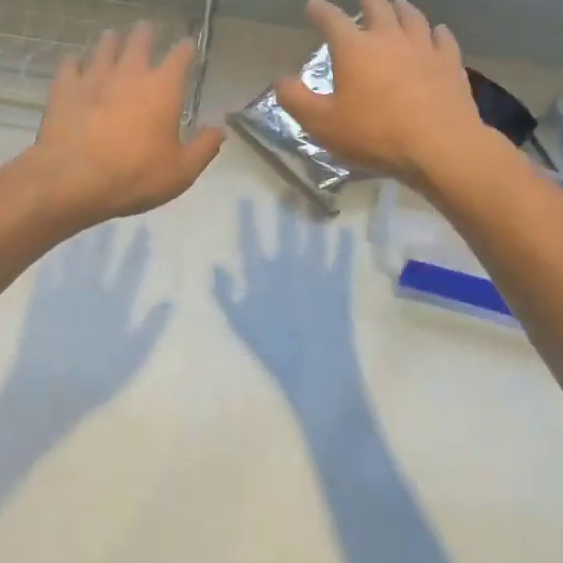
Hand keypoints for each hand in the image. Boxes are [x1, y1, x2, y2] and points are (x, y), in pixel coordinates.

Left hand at [16, 23, 223, 230]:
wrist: (74, 178)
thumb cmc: (135, 175)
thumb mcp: (181, 171)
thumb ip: (203, 147)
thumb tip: (220, 128)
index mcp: (163, 88)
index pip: (179, 57)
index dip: (185, 49)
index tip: (188, 44)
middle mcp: (129, 73)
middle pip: (138, 42)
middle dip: (144, 34)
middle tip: (145, 27)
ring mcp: (93, 77)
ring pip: (103, 49)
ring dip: (110, 42)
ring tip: (111, 36)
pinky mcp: (64, 88)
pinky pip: (69, 66)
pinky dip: (73, 62)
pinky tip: (73, 62)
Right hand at [213, 200, 360, 413]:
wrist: (317, 372)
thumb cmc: (276, 351)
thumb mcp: (243, 325)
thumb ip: (227, 294)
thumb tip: (217, 266)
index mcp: (264, 278)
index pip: (252, 242)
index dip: (248, 221)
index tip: (245, 200)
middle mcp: (290, 269)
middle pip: (286, 234)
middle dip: (286, 212)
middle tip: (288, 189)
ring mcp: (316, 275)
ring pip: (312, 241)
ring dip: (312, 221)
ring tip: (313, 203)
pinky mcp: (339, 286)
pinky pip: (340, 260)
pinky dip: (343, 245)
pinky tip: (345, 231)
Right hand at [274, 0, 507, 190]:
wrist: (440, 146)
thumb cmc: (374, 133)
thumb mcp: (322, 123)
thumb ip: (296, 100)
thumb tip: (281, 81)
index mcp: (354, 48)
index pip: (331, 19)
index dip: (319, 9)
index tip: (313, 5)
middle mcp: (388, 38)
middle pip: (378, 7)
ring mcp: (423, 48)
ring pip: (412, 17)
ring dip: (402, 8)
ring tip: (399, 4)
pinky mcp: (450, 64)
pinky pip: (443, 39)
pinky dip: (437, 32)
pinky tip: (438, 32)